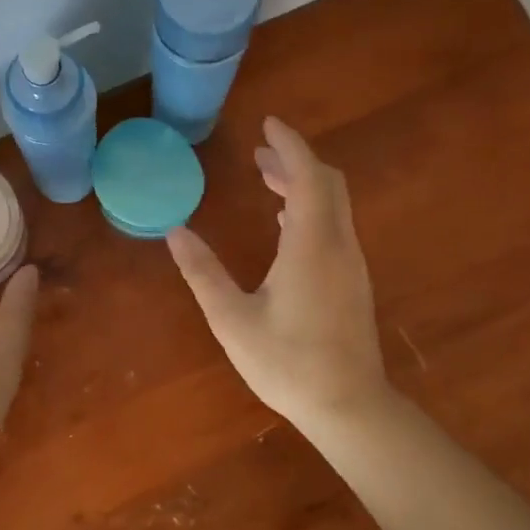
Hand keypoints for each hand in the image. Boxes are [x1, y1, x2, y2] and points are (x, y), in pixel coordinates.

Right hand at [166, 117, 388, 433]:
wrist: (348, 406)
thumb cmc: (287, 363)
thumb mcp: (232, 319)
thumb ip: (203, 273)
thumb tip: (176, 232)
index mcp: (310, 245)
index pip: (307, 175)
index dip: (289, 144)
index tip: (268, 123)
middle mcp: (338, 245)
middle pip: (327, 183)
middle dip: (295, 161)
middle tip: (259, 154)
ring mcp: (351, 264)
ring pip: (333, 205)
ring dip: (304, 185)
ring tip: (267, 181)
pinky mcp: (354, 282)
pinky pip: (335, 227)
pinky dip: (312, 211)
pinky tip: (286, 226)